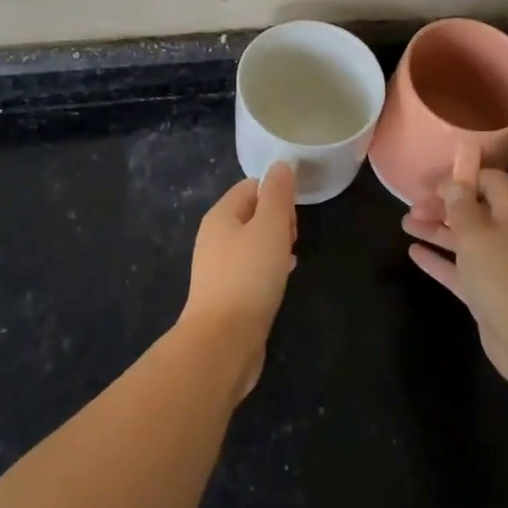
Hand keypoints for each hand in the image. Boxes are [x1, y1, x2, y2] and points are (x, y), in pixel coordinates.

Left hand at [180, 162, 297, 398]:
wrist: (223, 342)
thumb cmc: (249, 276)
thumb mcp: (270, 227)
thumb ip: (277, 194)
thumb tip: (280, 165)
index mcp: (220, 215)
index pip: (251, 187)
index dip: (276, 195)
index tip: (293, 218)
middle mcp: (214, 238)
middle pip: (251, 214)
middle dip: (278, 221)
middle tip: (292, 241)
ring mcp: (217, 268)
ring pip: (252, 244)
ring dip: (274, 246)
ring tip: (290, 261)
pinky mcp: (225, 295)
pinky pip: (250, 270)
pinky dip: (267, 270)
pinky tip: (280, 283)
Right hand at [403, 169, 507, 393]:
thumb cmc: (504, 276)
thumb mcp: (476, 234)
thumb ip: (460, 206)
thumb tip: (454, 184)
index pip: (491, 181)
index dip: (462, 177)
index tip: (432, 183)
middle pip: (474, 210)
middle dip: (443, 206)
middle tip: (412, 207)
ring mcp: (501, 266)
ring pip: (465, 240)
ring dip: (436, 230)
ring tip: (405, 224)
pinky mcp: (490, 293)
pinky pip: (461, 269)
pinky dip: (439, 260)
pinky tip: (414, 253)